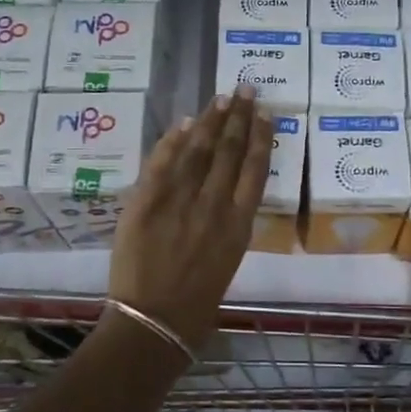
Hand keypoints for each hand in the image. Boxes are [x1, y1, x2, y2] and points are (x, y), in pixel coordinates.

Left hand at [109, 87, 272, 349]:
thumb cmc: (197, 302)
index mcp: (239, 225)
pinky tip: (184, 122)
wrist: (153, 322)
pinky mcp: (146, 202)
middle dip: (238, 116)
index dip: (260, 138)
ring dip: (211, 120)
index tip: (264, 114)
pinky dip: (173, 140)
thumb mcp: (228, 261)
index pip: (255, 170)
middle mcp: (214, 206)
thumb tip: (228, 191)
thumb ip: (229, 224)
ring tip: (220, 98)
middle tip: (245, 89)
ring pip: (199, 150)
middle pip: (229, 151)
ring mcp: (179, 202)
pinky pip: (161, 162)